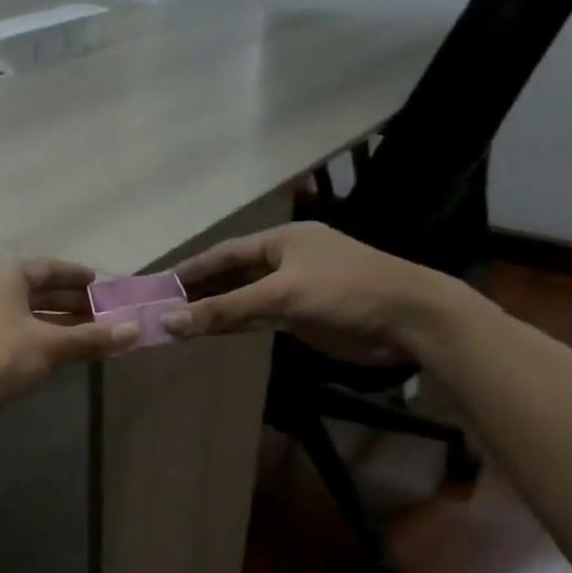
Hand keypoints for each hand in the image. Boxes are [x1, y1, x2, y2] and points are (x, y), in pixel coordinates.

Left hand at [0, 260, 138, 413]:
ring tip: (89, 334)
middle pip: (38, 291)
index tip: (99, 284)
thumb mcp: (51, 345)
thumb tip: (135, 331)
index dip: (75, 275)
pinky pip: (18, 331)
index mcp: (7, 278)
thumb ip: (92, 337)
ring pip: (28, 314)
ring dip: (58, 323)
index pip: (47, 268)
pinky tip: (60, 351)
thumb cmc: (1, 356)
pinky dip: (42, 337)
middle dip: (71, 302)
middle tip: (102, 314)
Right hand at [163, 223, 456, 365]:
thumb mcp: (280, 296)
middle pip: (233, 275)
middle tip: (163, 308)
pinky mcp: (304, 315)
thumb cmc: (346, 292)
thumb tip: (168, 321)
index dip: (192, 269)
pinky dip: (236, 324)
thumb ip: (224, 309)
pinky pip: (260, 317)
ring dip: (216, 310)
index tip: (159, 285)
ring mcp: (296, 288)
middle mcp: (287, 259)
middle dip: (201, 291)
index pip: (225, 252)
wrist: (411, 320)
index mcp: (283, 240)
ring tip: (178, 323)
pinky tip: (213, 332)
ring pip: (245, 298)